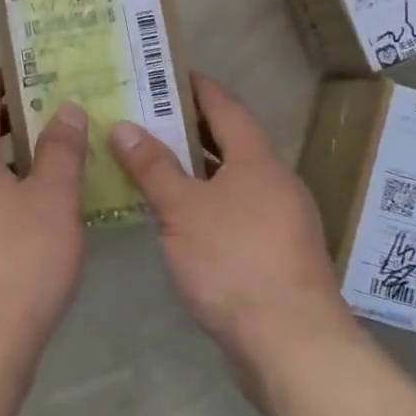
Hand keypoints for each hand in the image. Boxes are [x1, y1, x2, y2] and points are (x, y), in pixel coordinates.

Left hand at [0, 70, 88, 377]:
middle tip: (44, 112)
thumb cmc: (18, 263)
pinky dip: (1, 194)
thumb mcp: (52, 201)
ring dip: (4, 161)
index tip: (19, 69)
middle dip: (4, 122)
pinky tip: (31, 215)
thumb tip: (63, 108)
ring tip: (45, 160)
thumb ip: (60, 151)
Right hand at [110, 73, 352, 381]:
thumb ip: (153, 167)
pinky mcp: (276, 253)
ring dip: (197, 167)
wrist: (291, 342)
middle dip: (190, 126)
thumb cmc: (234, 261)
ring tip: (153, 159)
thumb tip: (124, 126)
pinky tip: (179, 214)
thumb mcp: (182, 210)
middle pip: (230, 141)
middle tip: (147, 114)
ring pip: (232, 178)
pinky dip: (207, 200)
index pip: (226, 107)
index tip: (169, 72)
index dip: (198, 87)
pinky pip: (236, 209)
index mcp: (257, 160)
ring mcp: (280, 219)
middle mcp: (274, 182)